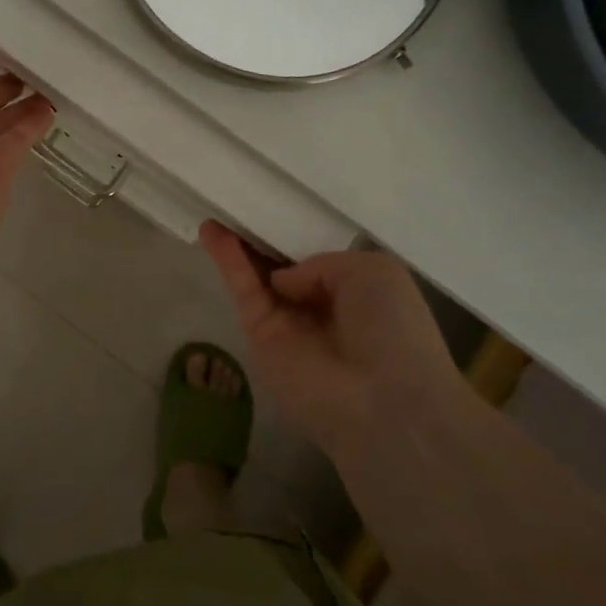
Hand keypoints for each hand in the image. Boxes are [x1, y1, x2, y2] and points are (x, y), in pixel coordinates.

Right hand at [199, 222, 462, 462]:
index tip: (276, 209)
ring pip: (257, 276)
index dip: (295, 237)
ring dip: (237, 244)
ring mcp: (288, 325)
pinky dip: (228, 260)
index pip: (318, 261)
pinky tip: (212, 231)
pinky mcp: (259, 337)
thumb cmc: (393, 328)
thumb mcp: (374, 271)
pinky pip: (243, 290)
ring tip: (217, 209)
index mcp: (356, 294)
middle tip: (238, 206)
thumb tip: (284, 280)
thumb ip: (322, 263)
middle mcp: (320, 309)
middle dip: (262, 238)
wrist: (381, 400)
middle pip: (282, 266)